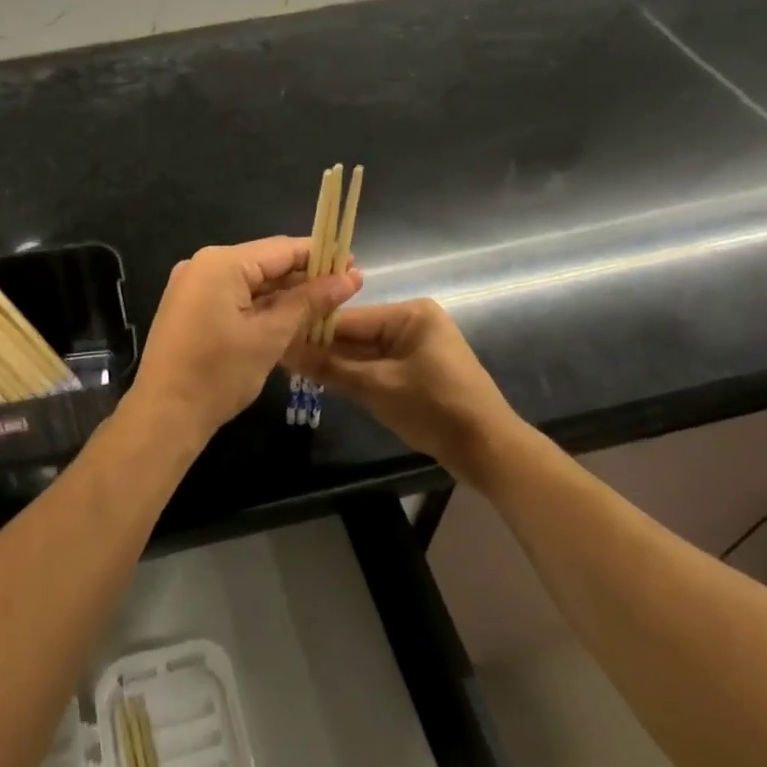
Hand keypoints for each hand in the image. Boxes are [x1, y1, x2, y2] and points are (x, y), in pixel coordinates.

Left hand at [130, 237, 361, 438]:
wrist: (164, 414)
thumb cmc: (219, 374)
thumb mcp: (270, 336)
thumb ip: (309, 302)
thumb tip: (349, 278)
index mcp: (221, 263)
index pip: (281, 249)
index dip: (320, 256)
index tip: (353, 265)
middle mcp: (203, 264)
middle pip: (264, 262)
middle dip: (304, 276)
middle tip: (346, 289)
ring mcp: (192, 285)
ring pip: (249, 281)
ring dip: (284, 293)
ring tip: (325, 304)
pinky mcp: (189, 307)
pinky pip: (232, 295)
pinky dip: (260, 305)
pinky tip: (289, 316)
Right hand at [283, 298, 521, 476]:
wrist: (490, 452)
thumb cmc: (435, 409)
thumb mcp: (377, 387)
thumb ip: (329, 367)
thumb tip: (283, 350)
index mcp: (410, 314)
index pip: (349, 319)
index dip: (312, 332)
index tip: (276, 341)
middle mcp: (413, 322)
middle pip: (356, 334)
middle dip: (323, 350)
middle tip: (282, 360)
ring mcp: (416, 347)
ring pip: (364, 352)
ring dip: (337, 365)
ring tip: (295, 371)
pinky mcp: (417, 371)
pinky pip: (377, 366)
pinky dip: (356, 376)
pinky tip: (326, 382)